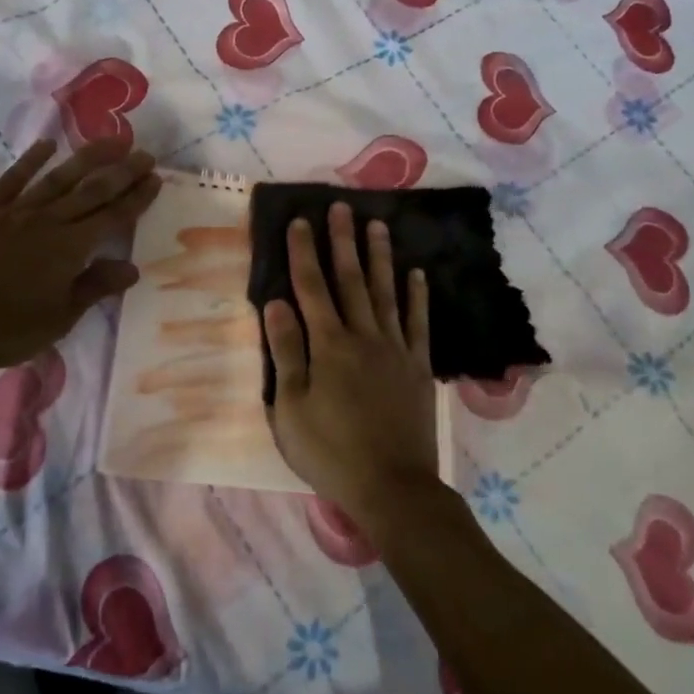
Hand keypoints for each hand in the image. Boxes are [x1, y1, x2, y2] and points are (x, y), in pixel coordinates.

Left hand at [0, 138, 161, 379]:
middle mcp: (49, 220)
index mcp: (71, 247)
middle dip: (122, 171)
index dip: (136, 197)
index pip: (113, 216)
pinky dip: (31, 160)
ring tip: (110, 140)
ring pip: (59, 177)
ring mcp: (15, 210)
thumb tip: (132, 268)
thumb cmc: (5, 328)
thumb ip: (94, 288)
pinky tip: (47, 145)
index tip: (155, 178)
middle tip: (144, 153)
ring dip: (88, 157)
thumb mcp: (58, 318)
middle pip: (93, 190)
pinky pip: (13, 178)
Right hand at [263, 202, 437, 528]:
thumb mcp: (291, 408)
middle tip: (341, 206)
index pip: (311, 287)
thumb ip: (285, 352)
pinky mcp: (417, 366)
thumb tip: (276, 303)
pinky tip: (417, 274)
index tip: (300, 220)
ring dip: (379, 257)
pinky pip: (417, 323)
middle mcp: (362, 336)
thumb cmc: (331, 451)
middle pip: (350, 279)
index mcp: (328, 345)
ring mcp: (394, 349)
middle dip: (342, 241)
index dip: (304, 252)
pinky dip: (416, 296)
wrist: (393, 487)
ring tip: (377, 225)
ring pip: (385, 292)